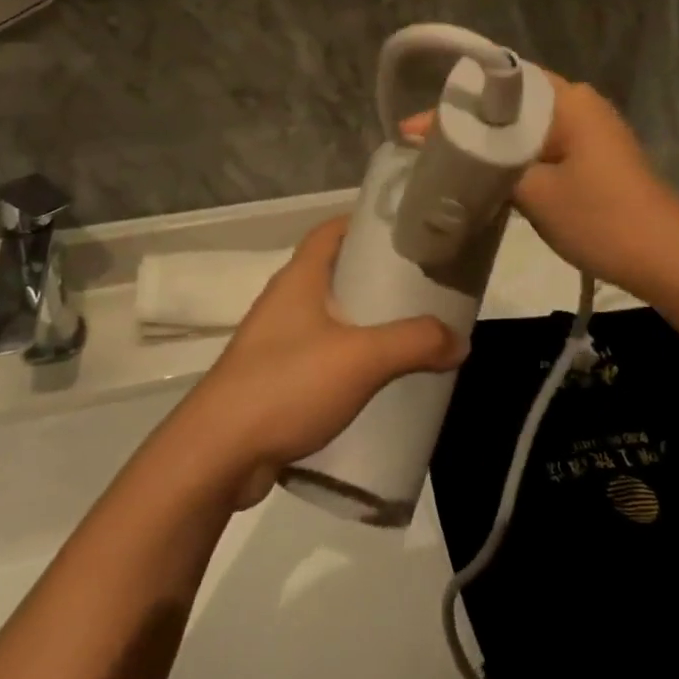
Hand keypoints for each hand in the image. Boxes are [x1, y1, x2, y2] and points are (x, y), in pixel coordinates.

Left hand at [179, 217, 467, 507]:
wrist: (217, 454)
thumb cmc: (286, 384)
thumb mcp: (361, 358)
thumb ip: (414, 343)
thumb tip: (461, 339)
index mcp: (299, 277)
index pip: (332, 230)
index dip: (366, 225)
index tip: (406, 233)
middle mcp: (285, 300)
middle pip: (336, 273)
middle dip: (376, 279)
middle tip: (421, 289)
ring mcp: (276, 341)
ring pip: (330, 318)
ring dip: (365, 323)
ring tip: (408, 335)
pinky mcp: (274, 379)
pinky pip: (321, 356)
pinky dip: (349, 360)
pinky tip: (376, 382)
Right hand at [402, 69, 678, 296]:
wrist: (668, 261)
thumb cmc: (601, 219)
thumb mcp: (535, 193)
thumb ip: (489, 165)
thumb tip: (448, 151)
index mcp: (569, 99)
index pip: (502, 80)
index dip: (458, 99)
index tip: (419, 125)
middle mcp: (580, 104)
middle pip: (512, 103)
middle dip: (470, 123)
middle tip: (424, 144)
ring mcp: (591, 132)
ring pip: (526, 128)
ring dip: (491, 144)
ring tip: (446, 160)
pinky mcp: (594, 159)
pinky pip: (543, 147)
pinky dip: (514, 159)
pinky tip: (487, 178)